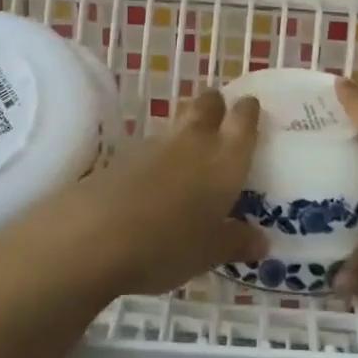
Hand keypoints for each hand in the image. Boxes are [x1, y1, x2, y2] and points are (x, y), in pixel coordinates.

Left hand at [30, 89, 267, 296]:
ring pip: (178, 122)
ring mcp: (156, 145)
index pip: (243, 120)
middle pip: (208, 105)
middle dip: (216, 104)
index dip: (248, 111)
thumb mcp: (209, 252)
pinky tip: (157, 175)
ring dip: (187, 127)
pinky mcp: (124, 155)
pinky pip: (152, 145)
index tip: (251, 107)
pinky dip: (160, 153)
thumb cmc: (168, 244)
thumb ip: (236, 241)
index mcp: (225, 159)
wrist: (96, 234)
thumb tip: (260, 241)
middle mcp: (194, 141)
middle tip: (221, 114)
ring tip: (191, 148)